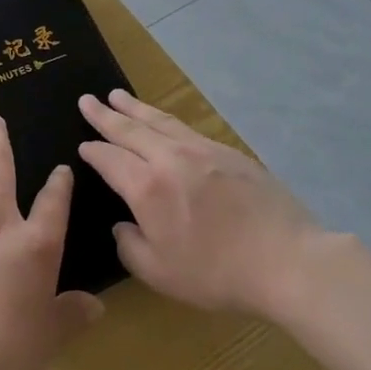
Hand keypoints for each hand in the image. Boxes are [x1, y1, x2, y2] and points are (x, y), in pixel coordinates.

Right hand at [78, 89, 323, 317]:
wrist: (287, 259)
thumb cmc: (218, 273)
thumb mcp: (161, 274)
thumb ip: (131, 248)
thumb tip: (122, 226)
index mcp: (147, 188)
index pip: (110, 160)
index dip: (93, 151)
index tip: (82, 145)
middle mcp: (169, 159)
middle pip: (130, 129)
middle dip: (105, 115)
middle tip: (87, 100)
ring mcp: (201, 150)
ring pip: (159, 120)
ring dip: (134, 107)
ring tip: (117, 95)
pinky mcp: (228, 152)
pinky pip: (186, 128)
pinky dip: (165, 119)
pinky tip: (164, 121)